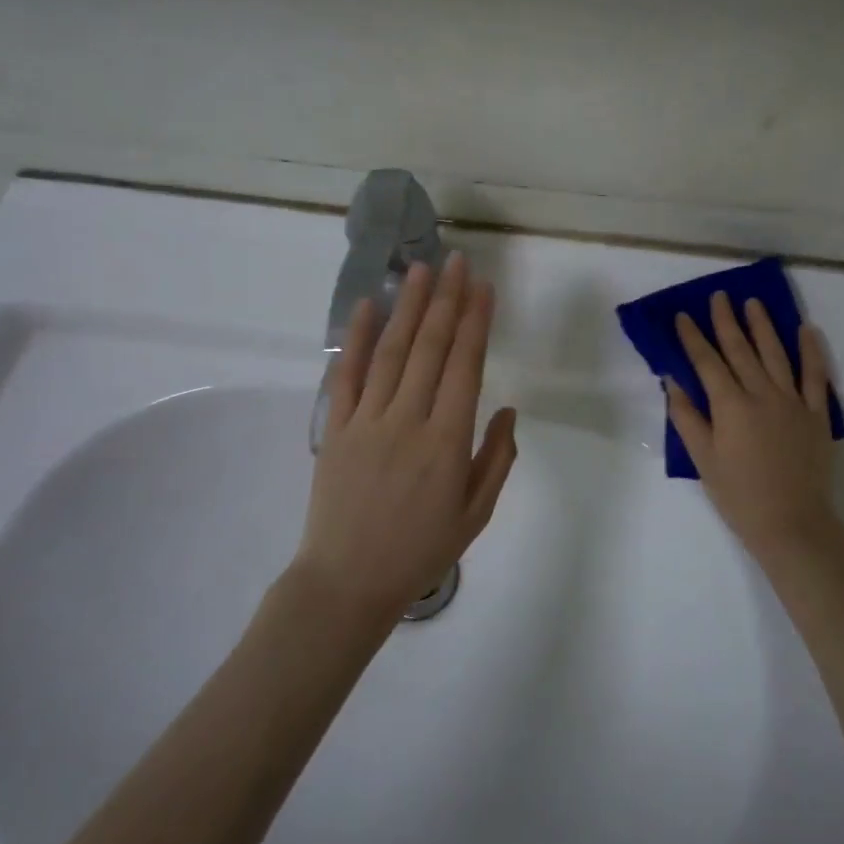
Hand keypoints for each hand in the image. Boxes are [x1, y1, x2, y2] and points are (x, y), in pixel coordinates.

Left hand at [296, 252, 517, 623]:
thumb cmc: (419, 551)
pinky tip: (365, 306)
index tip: (484, 287)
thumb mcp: (475, 515)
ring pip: (392, 351)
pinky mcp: (337, 429)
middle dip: (447, 300)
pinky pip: (346, 375)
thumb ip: (496, 459)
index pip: (465, 365)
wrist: (346, 583)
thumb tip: (506, 409)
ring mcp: (368, 421)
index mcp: (447, 441)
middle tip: (457, 261)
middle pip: (431, 348)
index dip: (476, 321)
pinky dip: (355, 338)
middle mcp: (408, 420)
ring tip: (421, 269)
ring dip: (408, 306)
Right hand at [666, 292, 841, 568]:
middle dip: (726, 321)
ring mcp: (792, 401)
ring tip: (752, 303)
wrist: (793, 523)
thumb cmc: (739, 495)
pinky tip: (807, 330)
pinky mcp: (817, 413)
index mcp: (730, 405)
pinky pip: (815, 375)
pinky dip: (812, 351)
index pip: (707, 362)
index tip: (684, 315)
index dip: (693, 337)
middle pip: (740, 350)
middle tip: (718, 296)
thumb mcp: (703, 459)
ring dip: (763, 326)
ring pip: (775, 354)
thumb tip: (672, 381)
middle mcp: (761, 394)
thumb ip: (687, 417)